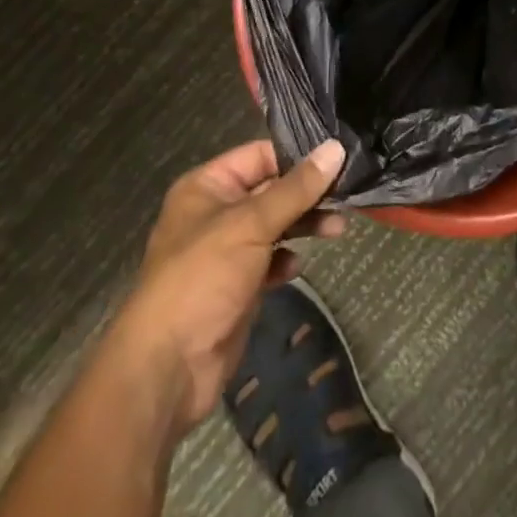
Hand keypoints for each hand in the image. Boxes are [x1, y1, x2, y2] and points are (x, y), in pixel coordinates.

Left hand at [108, 137, 346, 433]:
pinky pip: (270, 260)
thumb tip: (336, 148)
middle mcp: (216, 212)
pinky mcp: (237, 285)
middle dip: (308, 193)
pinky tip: (296, 266)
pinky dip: (286, 259)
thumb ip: (296, 188)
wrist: (168, 368)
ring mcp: (227, 250)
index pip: (260, 155)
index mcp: (207, 186)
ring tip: (338, 228)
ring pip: (275, 225)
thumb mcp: (251, 224)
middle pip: (271, 190)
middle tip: (348, 194)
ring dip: (305, 224)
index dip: (297, 155)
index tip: (339, 157)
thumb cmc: (203, 277)